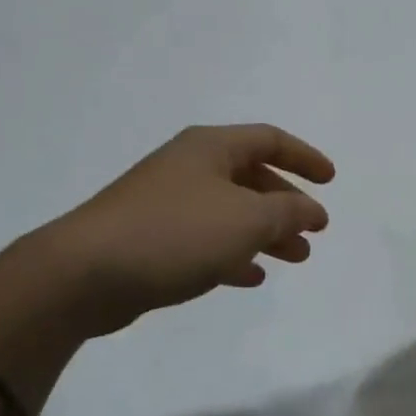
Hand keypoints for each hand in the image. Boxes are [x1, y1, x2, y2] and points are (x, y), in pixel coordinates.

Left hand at [33, 124, 335, 334]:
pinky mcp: (151, 239)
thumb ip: (289, 212)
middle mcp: (189, 168)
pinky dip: (234, 254)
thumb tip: (311, 211)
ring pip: (232, 212)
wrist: (84, 273)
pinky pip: (206, 240)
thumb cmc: (176, 233)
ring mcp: (167, 203)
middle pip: (252, 177)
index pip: (270, 139)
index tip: (331, 180)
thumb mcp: (248, 219)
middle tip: (314, 230)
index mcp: (210, 148)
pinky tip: (251, 276)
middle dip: (288, 204)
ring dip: (267, 233)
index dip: (305, 157)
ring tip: (295, 258)